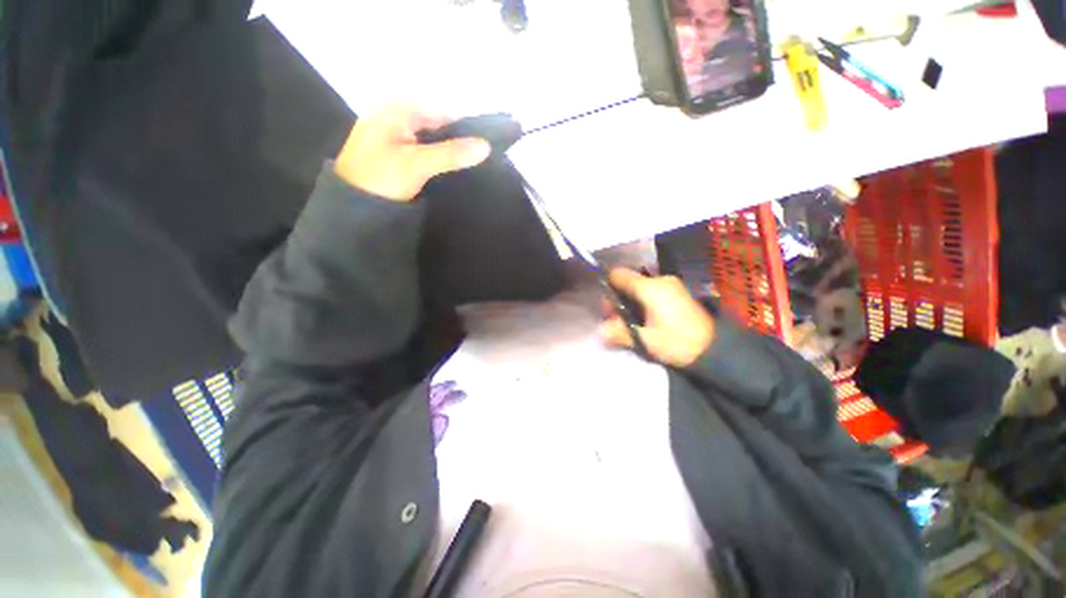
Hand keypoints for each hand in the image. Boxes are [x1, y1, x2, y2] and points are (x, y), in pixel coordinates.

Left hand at [334, 105, 491, 201]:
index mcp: (397, 110)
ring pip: (429, 141)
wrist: (352, 206)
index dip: (462, 128)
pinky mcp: (393, 155)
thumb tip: (486, 146)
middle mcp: (395, 118)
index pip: (440, 112)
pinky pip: (421, 152)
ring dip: (445, 153)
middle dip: (454, 142)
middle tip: (474, 162)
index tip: (480, 148)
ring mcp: (392, 137)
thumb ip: (451, 153)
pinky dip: (434, 160)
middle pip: (435, 126)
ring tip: (465, 169)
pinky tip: (445, 172)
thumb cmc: (381, 177)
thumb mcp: (418, 163)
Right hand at [600, 268, 715, 367]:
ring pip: (640, 286)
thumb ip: (620, 332)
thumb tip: (601, 331)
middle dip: (618, 297)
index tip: (607, 307)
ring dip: (630, 300)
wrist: (715, 348)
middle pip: (628, 281)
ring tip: (630, 321)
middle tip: (616, 318)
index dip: (607, 287)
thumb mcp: (646, 340)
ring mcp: (671, 285)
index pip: (618, 274)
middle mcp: (660, 280)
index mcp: (650, 287)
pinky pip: (651, 290)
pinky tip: (644, 318)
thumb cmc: (677, 342)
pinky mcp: (677, 292)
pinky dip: (642, 301)